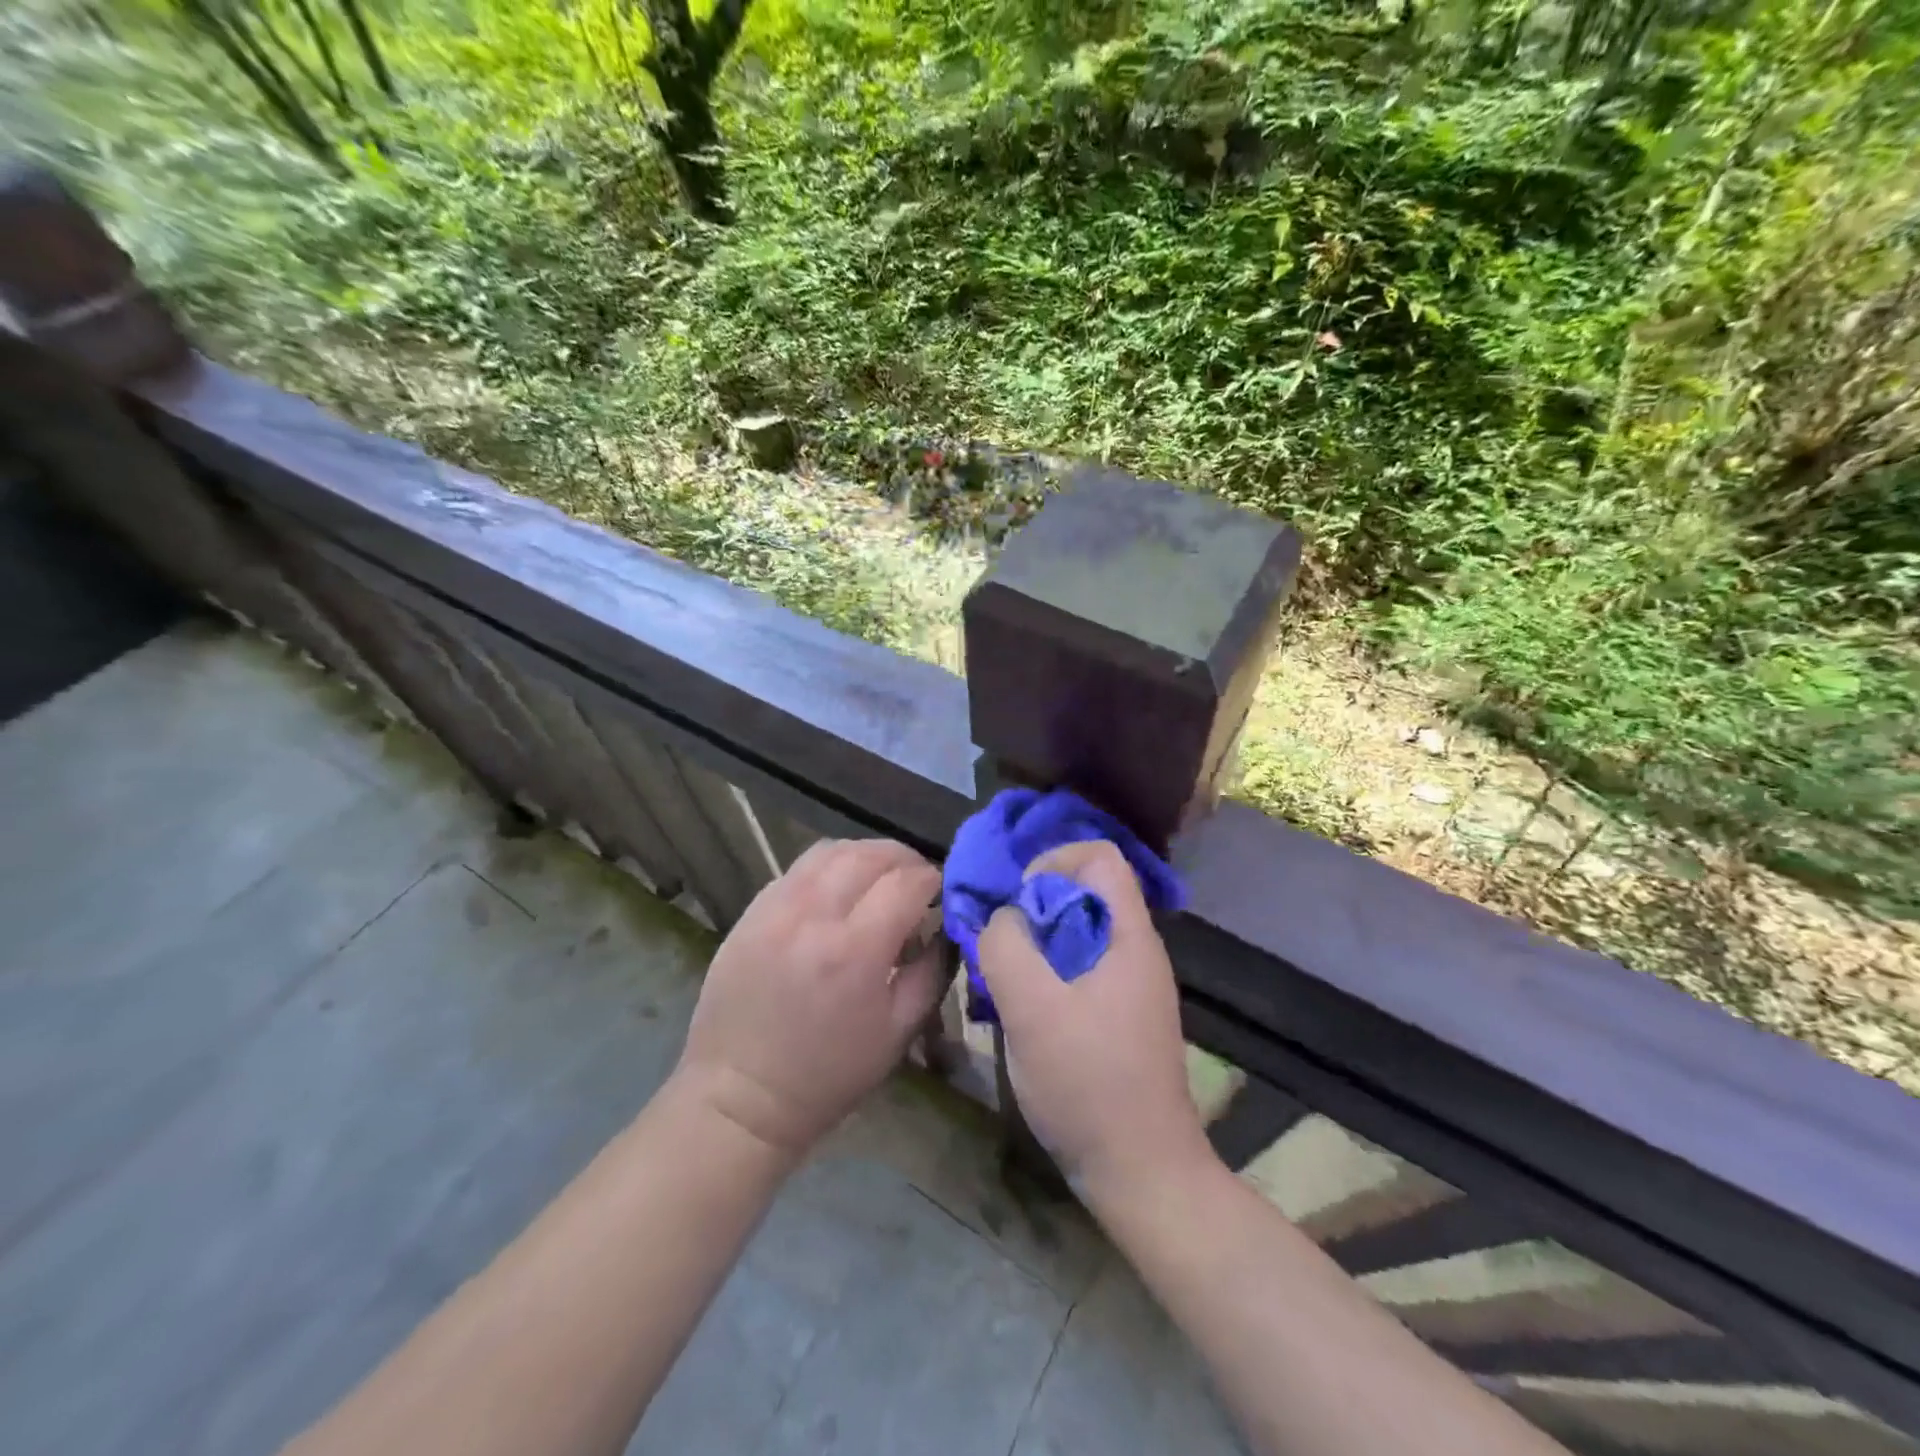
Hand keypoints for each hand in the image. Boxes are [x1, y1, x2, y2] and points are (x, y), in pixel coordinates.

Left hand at [676, 838, 944, 1158]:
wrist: (739, 1096)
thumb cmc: (828, 1074)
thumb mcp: (899, 1031)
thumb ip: (933, 970)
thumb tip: (944, 926)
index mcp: (855, 950)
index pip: (907, 882)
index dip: (932, 880)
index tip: (941, 893)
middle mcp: (813, 915)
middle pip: (870, 854)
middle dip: (904, 860)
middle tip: (915, 881)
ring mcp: (775, 907)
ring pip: (831, 850)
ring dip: (865, 855)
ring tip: (878, 879)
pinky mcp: (750, 911)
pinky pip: (798, 869)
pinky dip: (829, 868)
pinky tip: (837, 893)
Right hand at [978, 840, 1213, 1207]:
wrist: (1142, 1174)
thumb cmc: (1089, 1084)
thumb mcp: (1032, 1009)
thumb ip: (1007, 947)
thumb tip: (1002, 919)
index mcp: (1130, 937)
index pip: (1100, 857)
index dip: (1054, 862)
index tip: (1019, 903)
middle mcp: (1136, 951)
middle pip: (1084, 894)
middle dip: (1034, 908)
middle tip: (1000, 946)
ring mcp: (1131, 986)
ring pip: (1076, 935)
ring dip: (1035, 946)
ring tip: (1003, 982)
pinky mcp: (1119, 1017)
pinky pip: (1078, 970)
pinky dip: (1046, 975)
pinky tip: (1022, 1012)